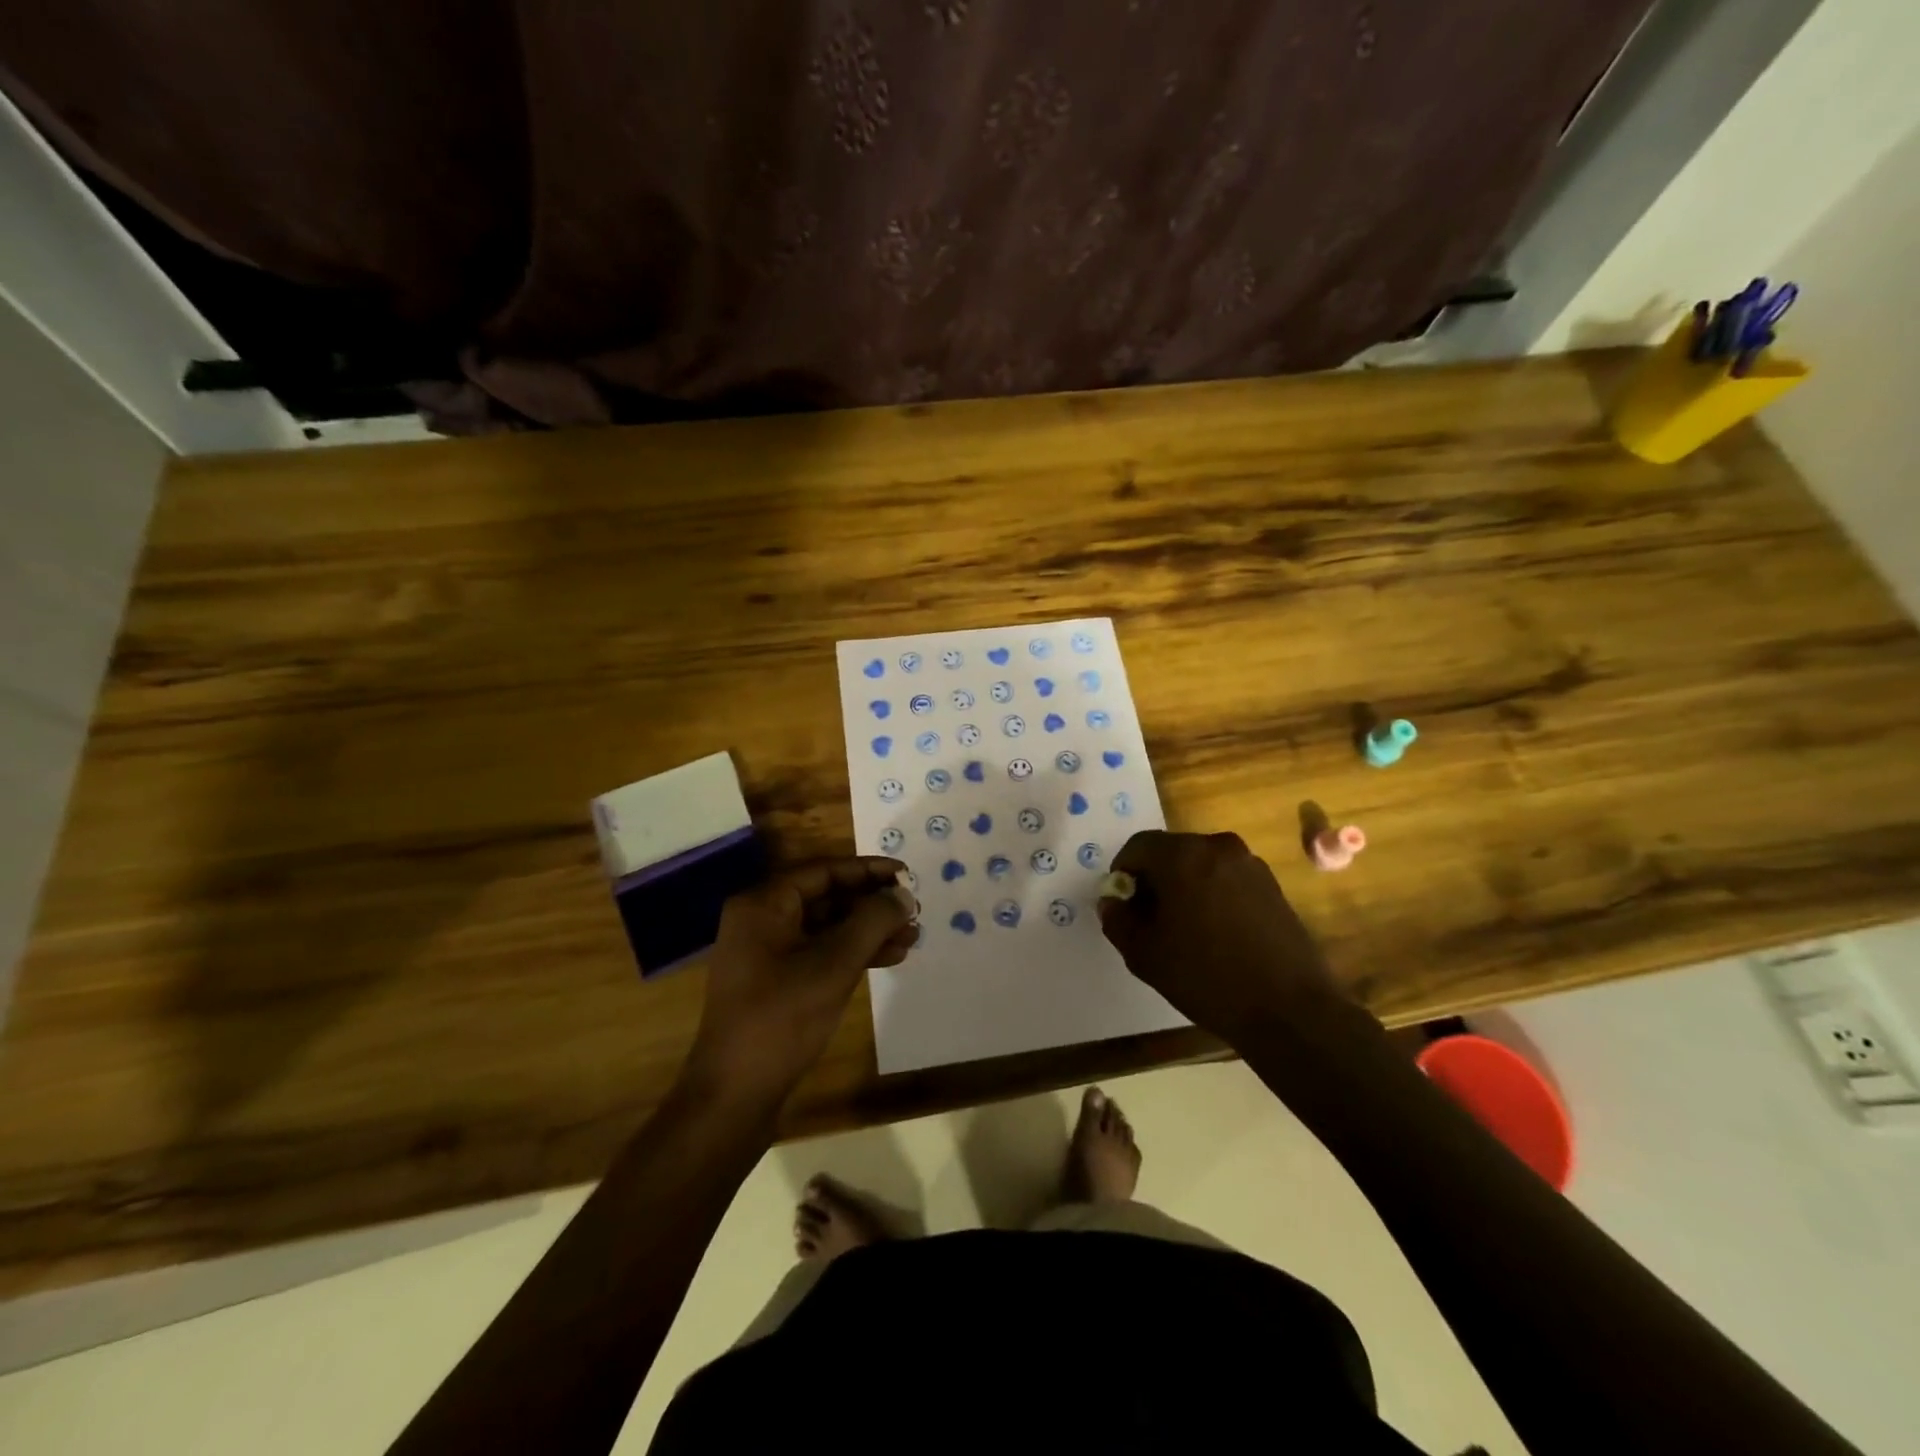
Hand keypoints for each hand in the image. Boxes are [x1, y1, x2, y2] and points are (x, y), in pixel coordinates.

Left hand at [687, 858, 916, 1105]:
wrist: (734, 1094)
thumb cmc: (782, 1018)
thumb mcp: (834, 964)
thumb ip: (873, 922)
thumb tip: (904, 895)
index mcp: (764, 904)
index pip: (825, 871)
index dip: (869, 871)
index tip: (908, 876)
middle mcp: (762, 920)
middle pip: (827, 897)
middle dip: (872, 904)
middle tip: (914, 911)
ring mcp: (767, 953)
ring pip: (827, 928)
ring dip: (868, 931)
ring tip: (911, 938)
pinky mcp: (775, 981)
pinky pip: (819, 953)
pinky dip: (852, 954)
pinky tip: (888, 959)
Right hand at [1098, 830, 1346, 1045]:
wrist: (1288, 1009)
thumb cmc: (1206, 976)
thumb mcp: (1144, 954)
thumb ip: (1118, 920)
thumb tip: (1113, 902)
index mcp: (1183, 855)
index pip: (1137, 846)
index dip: (1123, 873)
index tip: (1123, 905)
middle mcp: (1218, 847)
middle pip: (1171, 851)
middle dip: (1154, 878)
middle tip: (1149, 918)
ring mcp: (1250, 864)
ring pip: (1201, 865)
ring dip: (1184, 886)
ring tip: (1184, 929)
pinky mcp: (1272, 885)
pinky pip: (1227, 879)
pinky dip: (1212, 894)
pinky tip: (1215, 933)